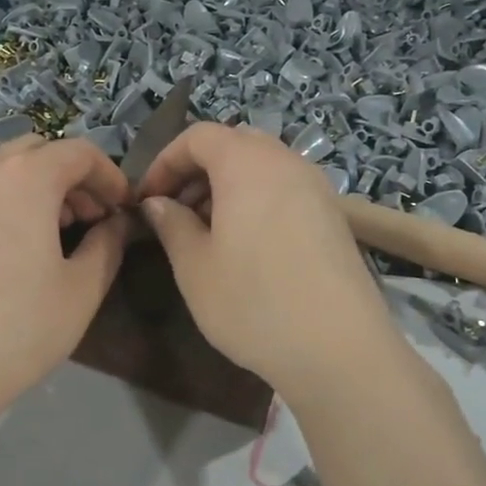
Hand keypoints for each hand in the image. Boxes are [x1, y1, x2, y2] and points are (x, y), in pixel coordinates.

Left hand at [0, 136, 130, 423]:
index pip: (80, 152)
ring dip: (30, 185)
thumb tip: (117, 222)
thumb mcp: (82, 288)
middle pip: (36, 151)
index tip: (123, 209)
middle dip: (70, 176)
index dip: (110, 176)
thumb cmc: (20, 327)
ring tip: (46, 230)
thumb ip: (108, 243)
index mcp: (28, 176)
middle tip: (89, 219)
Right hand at [135, 123, 400, 404]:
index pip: (198, 136)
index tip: (147, 199)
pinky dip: (257, 200)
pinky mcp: (334, 216)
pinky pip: (285, 189)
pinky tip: (246, 246)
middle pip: (234, 144)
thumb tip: (158, 204)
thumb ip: (171, 225)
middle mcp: (286, 162)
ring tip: (207, 232)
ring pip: (262, 166)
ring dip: (227, 186)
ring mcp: (317, 188)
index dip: (165, 161)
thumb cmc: (253, 302)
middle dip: (197, 171)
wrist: (339, 350)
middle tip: (176, 212)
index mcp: (247, 163)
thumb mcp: (195, 267)